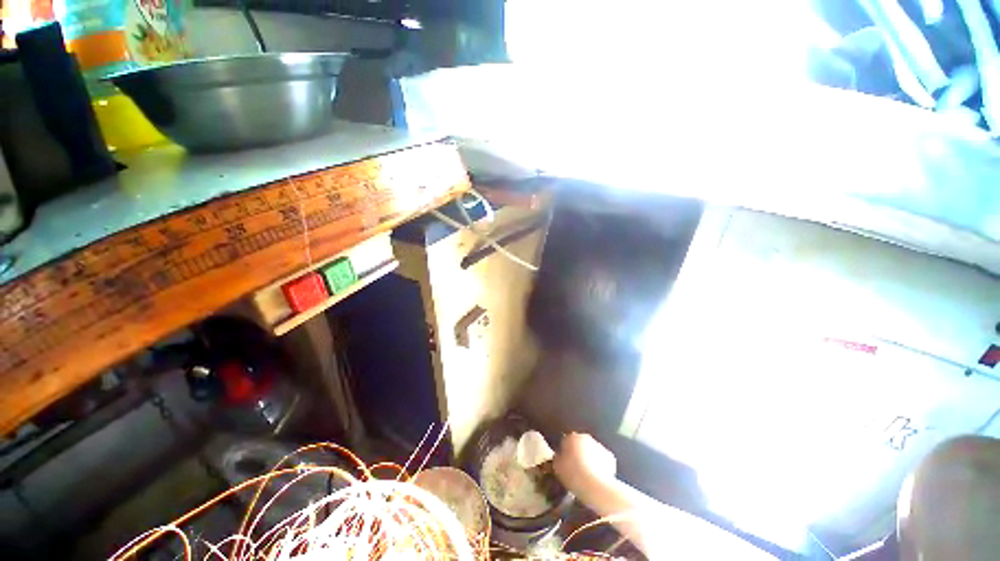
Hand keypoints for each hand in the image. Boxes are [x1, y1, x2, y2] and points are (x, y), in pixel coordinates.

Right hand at [553, 433, 616, 490]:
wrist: (596, 486)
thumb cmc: (572, 475)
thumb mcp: (557, 467)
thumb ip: (557, 458)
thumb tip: (560, 456)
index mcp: (571, 437)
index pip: (565, 441)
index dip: (564, 452)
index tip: (564, 463)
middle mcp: (586, 437)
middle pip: (579, 444)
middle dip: (577, 453)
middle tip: (575, 469)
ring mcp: (599, 446)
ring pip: (591, 451)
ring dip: (588, 458)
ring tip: (586, 475)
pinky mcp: (610, 457)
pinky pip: (601, 460)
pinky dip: (599, 465)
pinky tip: (596, 477)